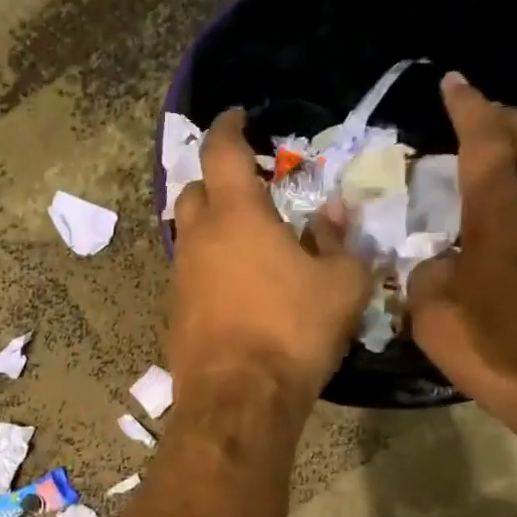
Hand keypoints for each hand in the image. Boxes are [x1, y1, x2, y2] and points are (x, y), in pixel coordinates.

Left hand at [169, 110, 372, 412]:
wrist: (238, 399)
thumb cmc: (293, 331)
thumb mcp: (342, 284)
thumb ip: (339, 243)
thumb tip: (331, 216)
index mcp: (236, 215)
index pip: (221, 151)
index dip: (229, 127)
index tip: (238, 117)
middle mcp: (198, 238)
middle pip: (194, 190)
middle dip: (216, 181)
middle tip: (247, 188)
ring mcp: (180, 277)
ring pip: (189, 236)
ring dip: (212, 229)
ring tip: (247, 242)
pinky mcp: (174, 313)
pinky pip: (190, 275)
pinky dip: (209, 268)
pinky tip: (236, 288)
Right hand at [409, 72, 516, 439]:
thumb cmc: (504, 354)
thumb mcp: (436, 321)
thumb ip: (427, 280)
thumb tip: (437, 266)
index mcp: (504, 221)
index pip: (488, 145)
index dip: (471, 108)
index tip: (454, 81)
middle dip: (510, 117)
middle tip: (479, 116)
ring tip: (484, 174)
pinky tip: (503, 233)